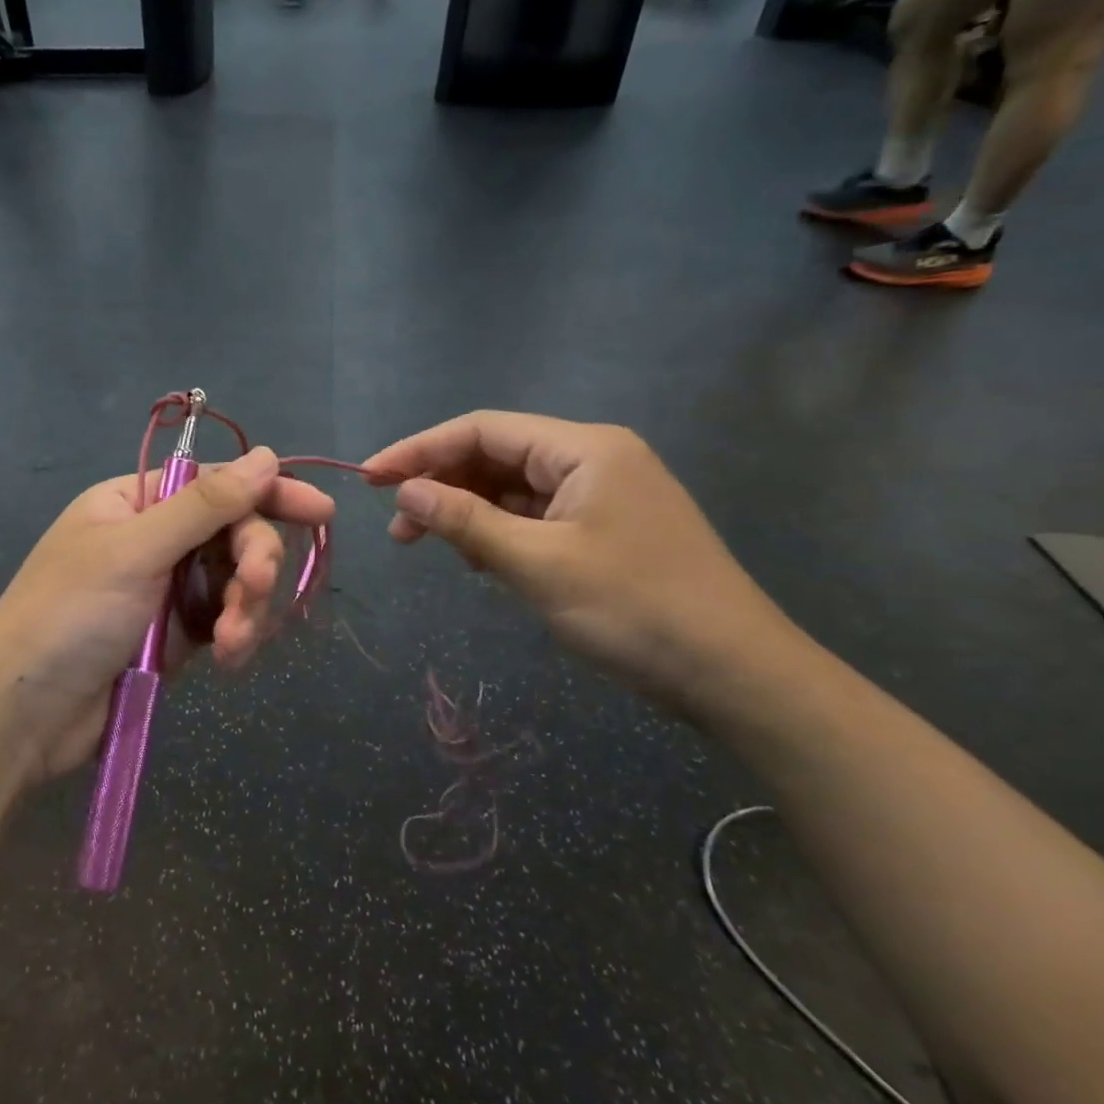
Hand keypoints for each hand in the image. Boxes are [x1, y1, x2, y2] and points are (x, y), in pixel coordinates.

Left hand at [0, 446, 334, 785]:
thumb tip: (266, 456)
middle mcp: (157, 539)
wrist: (26, 715)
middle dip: (255, 563)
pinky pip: (227, 621)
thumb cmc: (70, 615)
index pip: (218, 485)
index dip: (270, 493)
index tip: (321, 511)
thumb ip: (205, 505)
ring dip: (247, 608)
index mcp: (137, 502)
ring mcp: (168, 589)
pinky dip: (236, 636)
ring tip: (232, 643)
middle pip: (235, 535)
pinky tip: (229, 659)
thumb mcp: (136, 551)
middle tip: (256, 590)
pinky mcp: (178, 636)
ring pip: (238, 582)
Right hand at [362, 412, 797, 709]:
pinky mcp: (603, 530)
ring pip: (512, 488)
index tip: (370, 477)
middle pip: (496, 456)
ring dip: (466, 511)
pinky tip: (476, 559)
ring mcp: (601, 496)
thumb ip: (465, 520)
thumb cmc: (633, 608)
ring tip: (427, 545)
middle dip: (441, 484)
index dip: (420, 449)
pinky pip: (534, 517)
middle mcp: (593, 459)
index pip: (482, 430)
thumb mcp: (537, 563)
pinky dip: (498, 532)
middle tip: (397, 527)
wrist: (732, 674)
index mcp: (584, 449)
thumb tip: (406, 489)